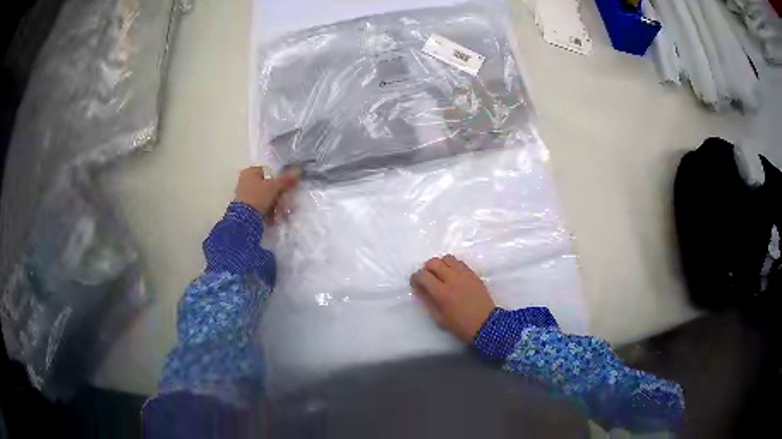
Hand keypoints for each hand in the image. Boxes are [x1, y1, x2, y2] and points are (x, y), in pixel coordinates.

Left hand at [234, 166, 298, 219]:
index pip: (266, 172)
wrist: (245, 219)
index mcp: (249, 172)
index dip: (276, 180)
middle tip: (283, 203)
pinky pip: (258, 206)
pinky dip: (266, 211)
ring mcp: (243, 195)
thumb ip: (286, 180)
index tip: (283, 189)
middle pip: (266, 186)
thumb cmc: (258, 197)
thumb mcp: (274, 187)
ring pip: (263, 198)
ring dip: (273, 205)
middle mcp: (244, 181)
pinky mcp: (243, 207)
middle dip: (276, 195)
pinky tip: (271, 218)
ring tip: (279, 213)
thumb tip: (297, 171)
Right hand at [410, 255, 494, 342]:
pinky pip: (459, 262)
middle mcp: (452, 279)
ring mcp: (464, 274)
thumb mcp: (439, 318)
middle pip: (433, 262)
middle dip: (426, 269)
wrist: (486, 324)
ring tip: (440, 275)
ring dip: (440, 264)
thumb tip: (419, 289)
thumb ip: (427, 301)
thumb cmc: (460, 325)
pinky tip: (452, 276)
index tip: (415, 284)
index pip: (423, 276)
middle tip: (427, 279)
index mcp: (442, 293)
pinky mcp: (473, 274)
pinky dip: (451, 266)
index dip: (415, 278)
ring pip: (446, 258)